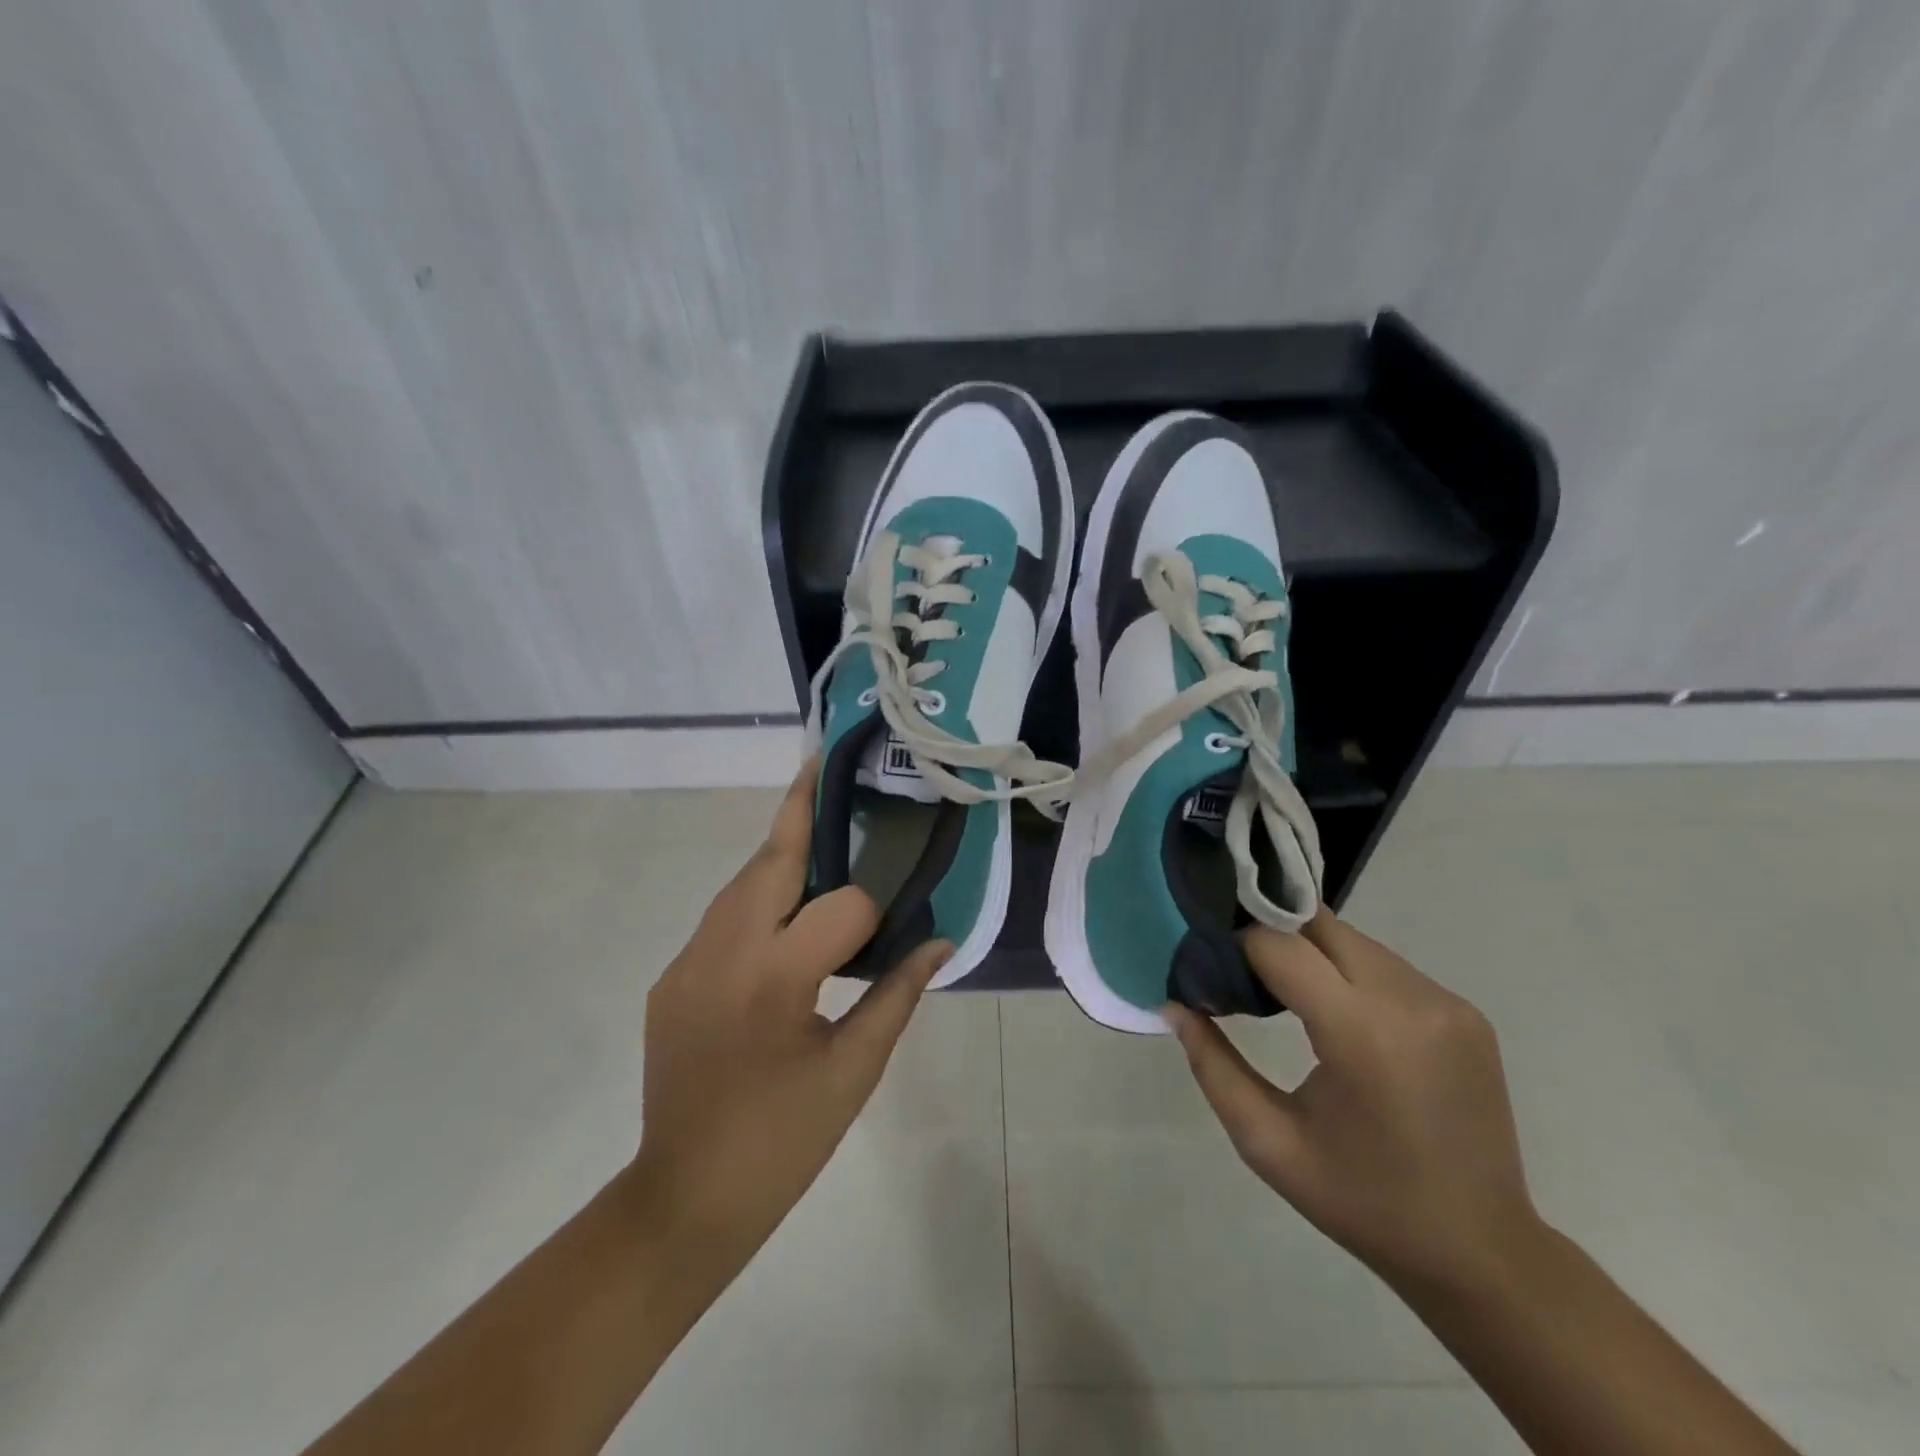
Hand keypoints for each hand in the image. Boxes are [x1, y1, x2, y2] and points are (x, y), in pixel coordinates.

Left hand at [632, 760, 950, 1267]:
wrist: (684, 1198)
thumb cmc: (782, 1141)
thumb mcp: (855, 1071)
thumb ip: (898, 995)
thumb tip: (942, 941)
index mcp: (774, 979)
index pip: (841, 909)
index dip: (876, 910)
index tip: (899, 918)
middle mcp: (722, 953)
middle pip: (770, 862)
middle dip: (800, 812)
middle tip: (826, 766)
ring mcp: (687, 962)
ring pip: (740, 884)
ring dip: (780, 854)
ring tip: (817, 827)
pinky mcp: (671, 978)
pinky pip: (722, 919)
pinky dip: (758, 899)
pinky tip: (786, 913)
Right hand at [1166, 910, 1538, 1292]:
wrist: (1481, 1252)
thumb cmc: (1362, 1202)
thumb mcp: (1268, 1142)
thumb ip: (1212, 1065)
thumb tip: (1173, 1004)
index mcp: (1364, 1036)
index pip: (1281, 946)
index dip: (1237, 945)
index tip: (1211, 964)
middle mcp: (1412, 1002)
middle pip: (1318, 927)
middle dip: (1271, 936)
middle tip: (1239, 970)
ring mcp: (1447, 1003)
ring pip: (1353, 939)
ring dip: (1311, 952)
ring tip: (1285, 994)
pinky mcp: (1466, 1012)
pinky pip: (1386, 965)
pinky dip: (1349, 972)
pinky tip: (1338, 1015)